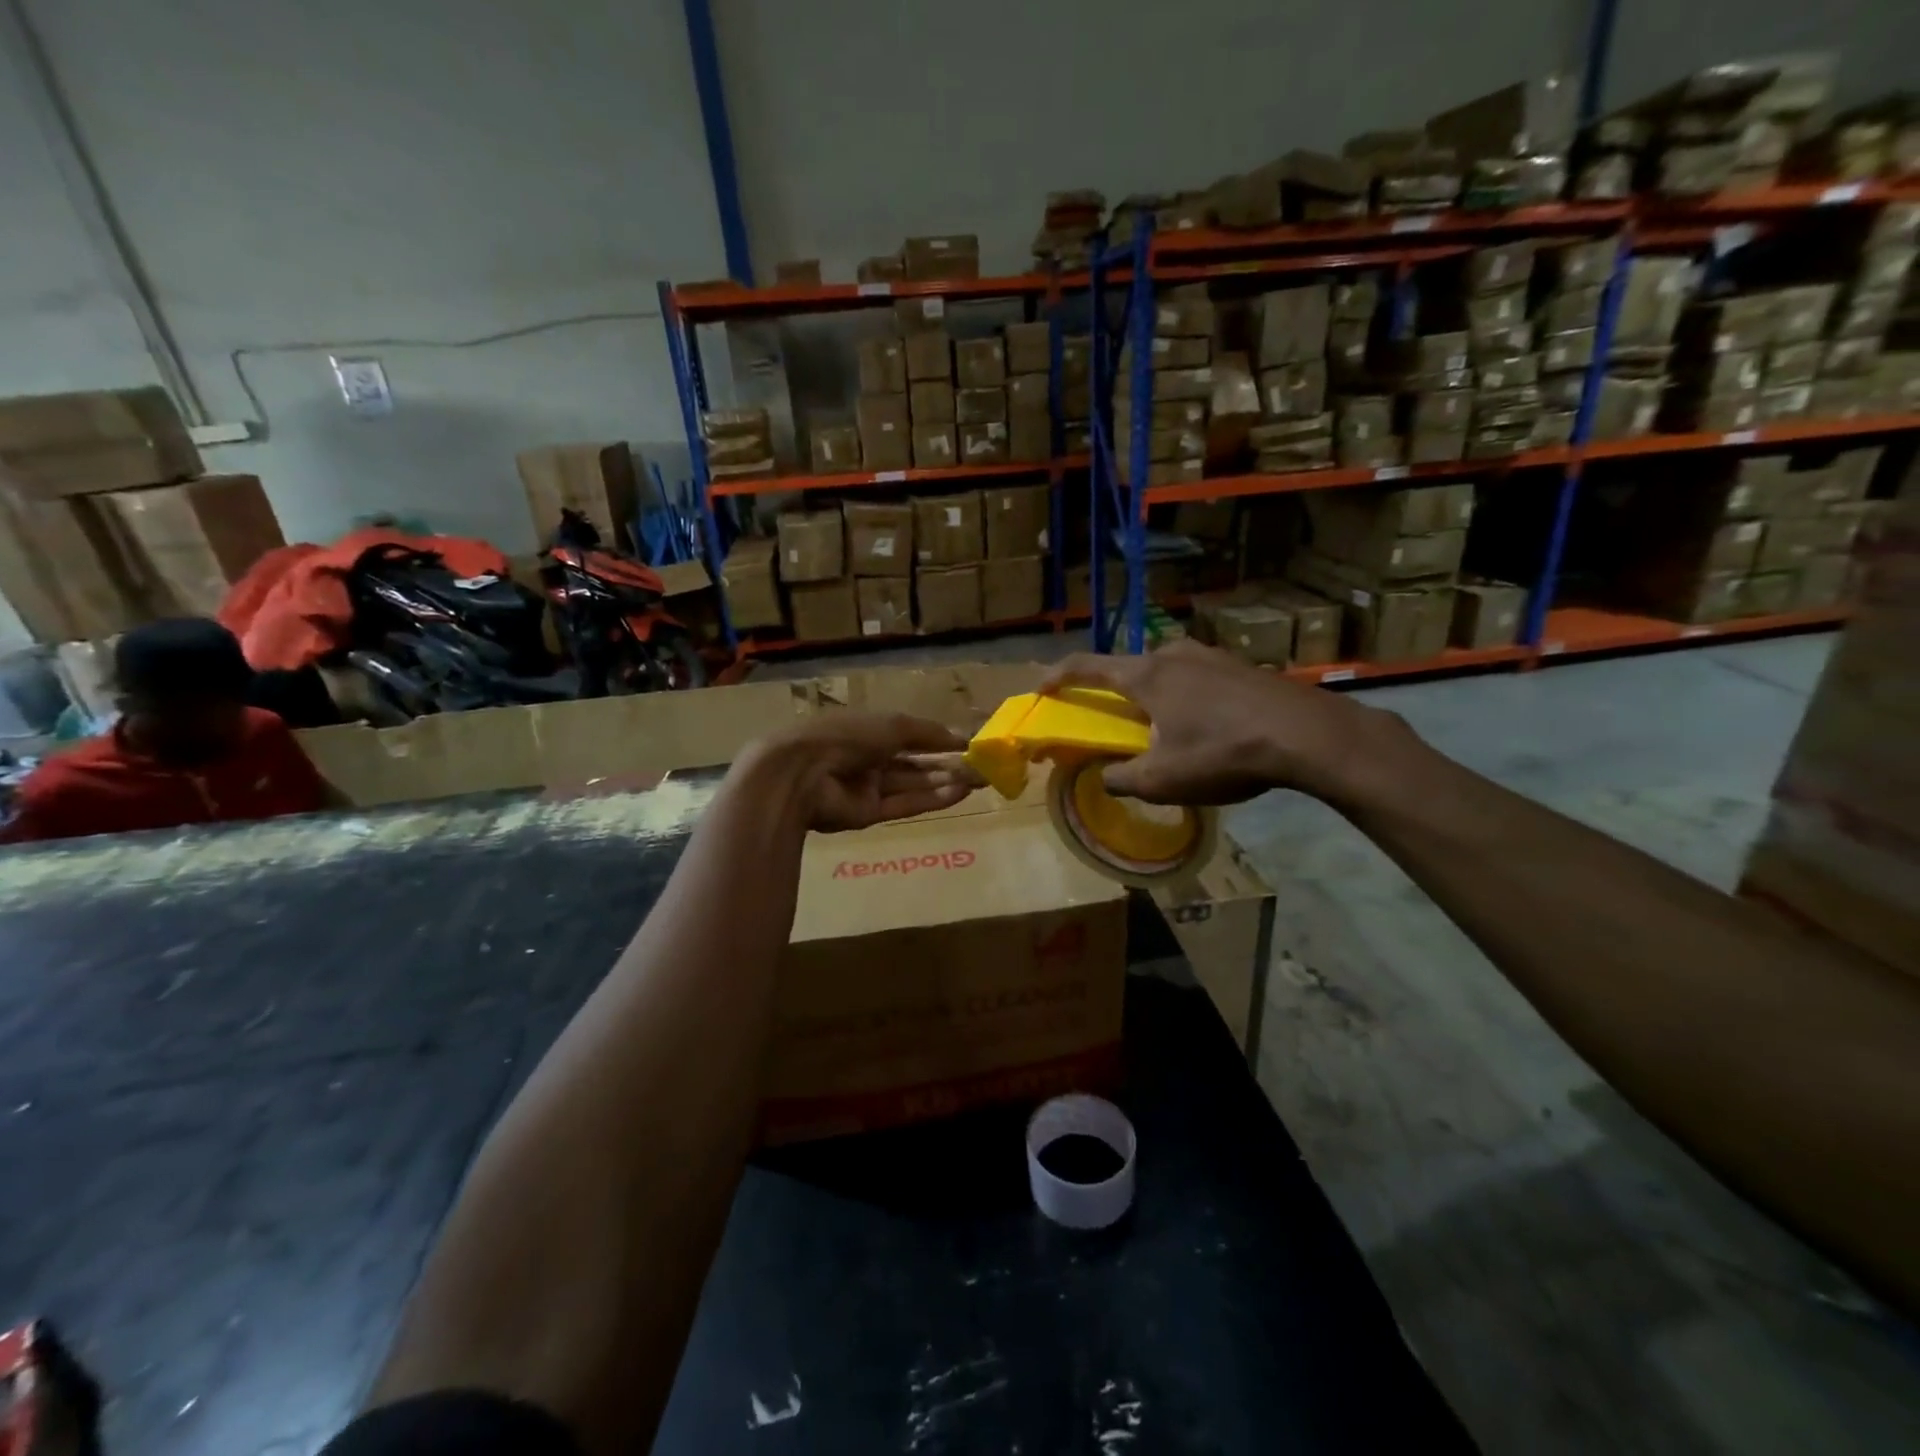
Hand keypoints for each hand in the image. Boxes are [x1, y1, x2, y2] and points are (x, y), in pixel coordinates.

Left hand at [737, 712, 979, 832]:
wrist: (801, 773)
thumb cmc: (846, 736)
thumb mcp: (892, 725)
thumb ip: (928, 733)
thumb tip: (961, 737)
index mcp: (869, 730)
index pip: (911, 735)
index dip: (940, 740)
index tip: (971, 745)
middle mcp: (869, 758)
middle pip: (916, 763)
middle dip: (949, 764)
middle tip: (985, 768)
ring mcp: (868, 787)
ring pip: (914, 784)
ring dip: (946, 782)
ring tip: (980, 781)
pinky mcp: (869, 814)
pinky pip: (906, 804)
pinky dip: (933, 799)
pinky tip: (960, 793)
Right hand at [1038, 640, 1400, 806]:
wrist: (1307, 735)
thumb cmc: (1222, 752)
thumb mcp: (1162, 780)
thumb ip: (1122, 779)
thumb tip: (1104, 778)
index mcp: (1145, 675)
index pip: (1087, 666)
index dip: (1058, 676)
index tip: (1041, 687)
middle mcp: (1173, 654)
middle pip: (1129, 667)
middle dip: (1113, 691)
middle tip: (1113, 719)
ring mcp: (1211, 655)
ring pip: (1166, 671)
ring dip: (1153, 694)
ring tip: (1162, 726)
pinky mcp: (1241, 666)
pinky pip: (1197, 677)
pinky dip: (1185, 697)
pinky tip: (1205, 725)